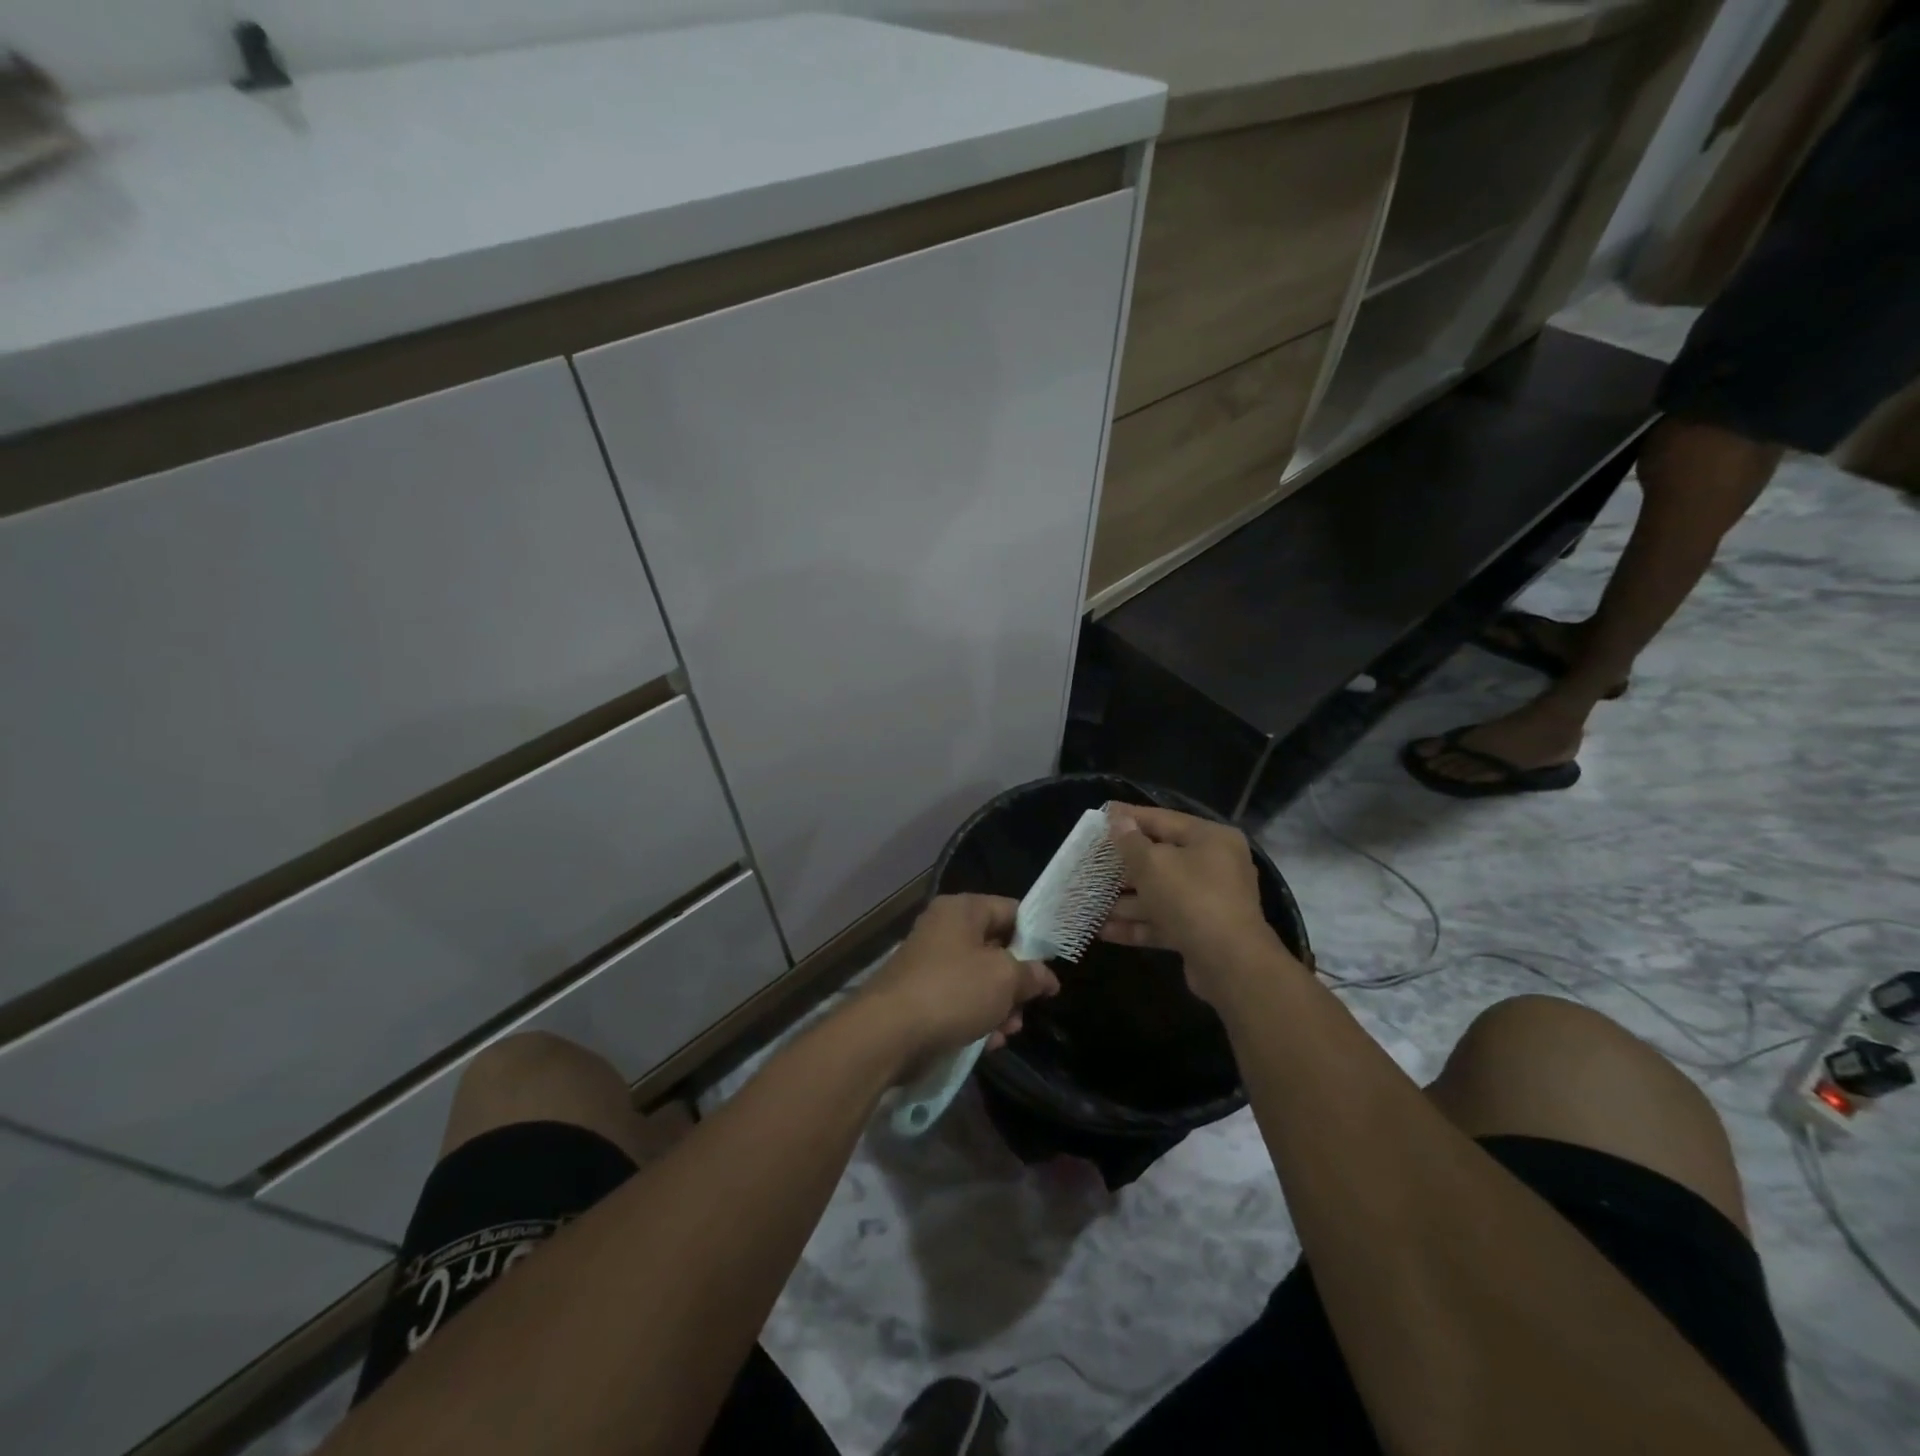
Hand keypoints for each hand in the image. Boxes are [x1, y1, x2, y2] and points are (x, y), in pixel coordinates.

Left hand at [857, 894, 1058, 1074]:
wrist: (888, 1033)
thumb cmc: (953, 991)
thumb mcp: (1004, 979)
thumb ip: (1031, 974)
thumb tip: (1046, 977)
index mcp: (962, 910)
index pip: (1010, 910)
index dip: (1035, 935)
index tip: (1053, 963)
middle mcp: (944, 929)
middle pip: (995, 947)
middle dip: (1017, 980)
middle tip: (1031, 1005)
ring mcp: (930, 963)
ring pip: (979, 979)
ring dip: (1000, 1005)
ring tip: (1009, 1031)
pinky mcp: (921, 996)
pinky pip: (959, 1001)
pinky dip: (977, 1018)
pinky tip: (989, 1042)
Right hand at [1100, 805, 1289, 1001]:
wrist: (1230, 963)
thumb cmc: (1191, 898)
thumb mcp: (1153, 864)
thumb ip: (1131, 842)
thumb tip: (1118, 820)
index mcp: (1210, 839)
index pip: (1163, 819)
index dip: (1130, 817)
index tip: (1101, 815)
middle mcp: (1214, 866)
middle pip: (1160, 858)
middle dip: (1122, 865)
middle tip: (1089, 863)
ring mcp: (1208, 901)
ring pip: (1159, 893)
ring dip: (1124, 900)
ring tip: (1088, 901)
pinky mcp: (1199, 932)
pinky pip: (1162, 921)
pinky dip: (1136, 924)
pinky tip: (1103, 930)